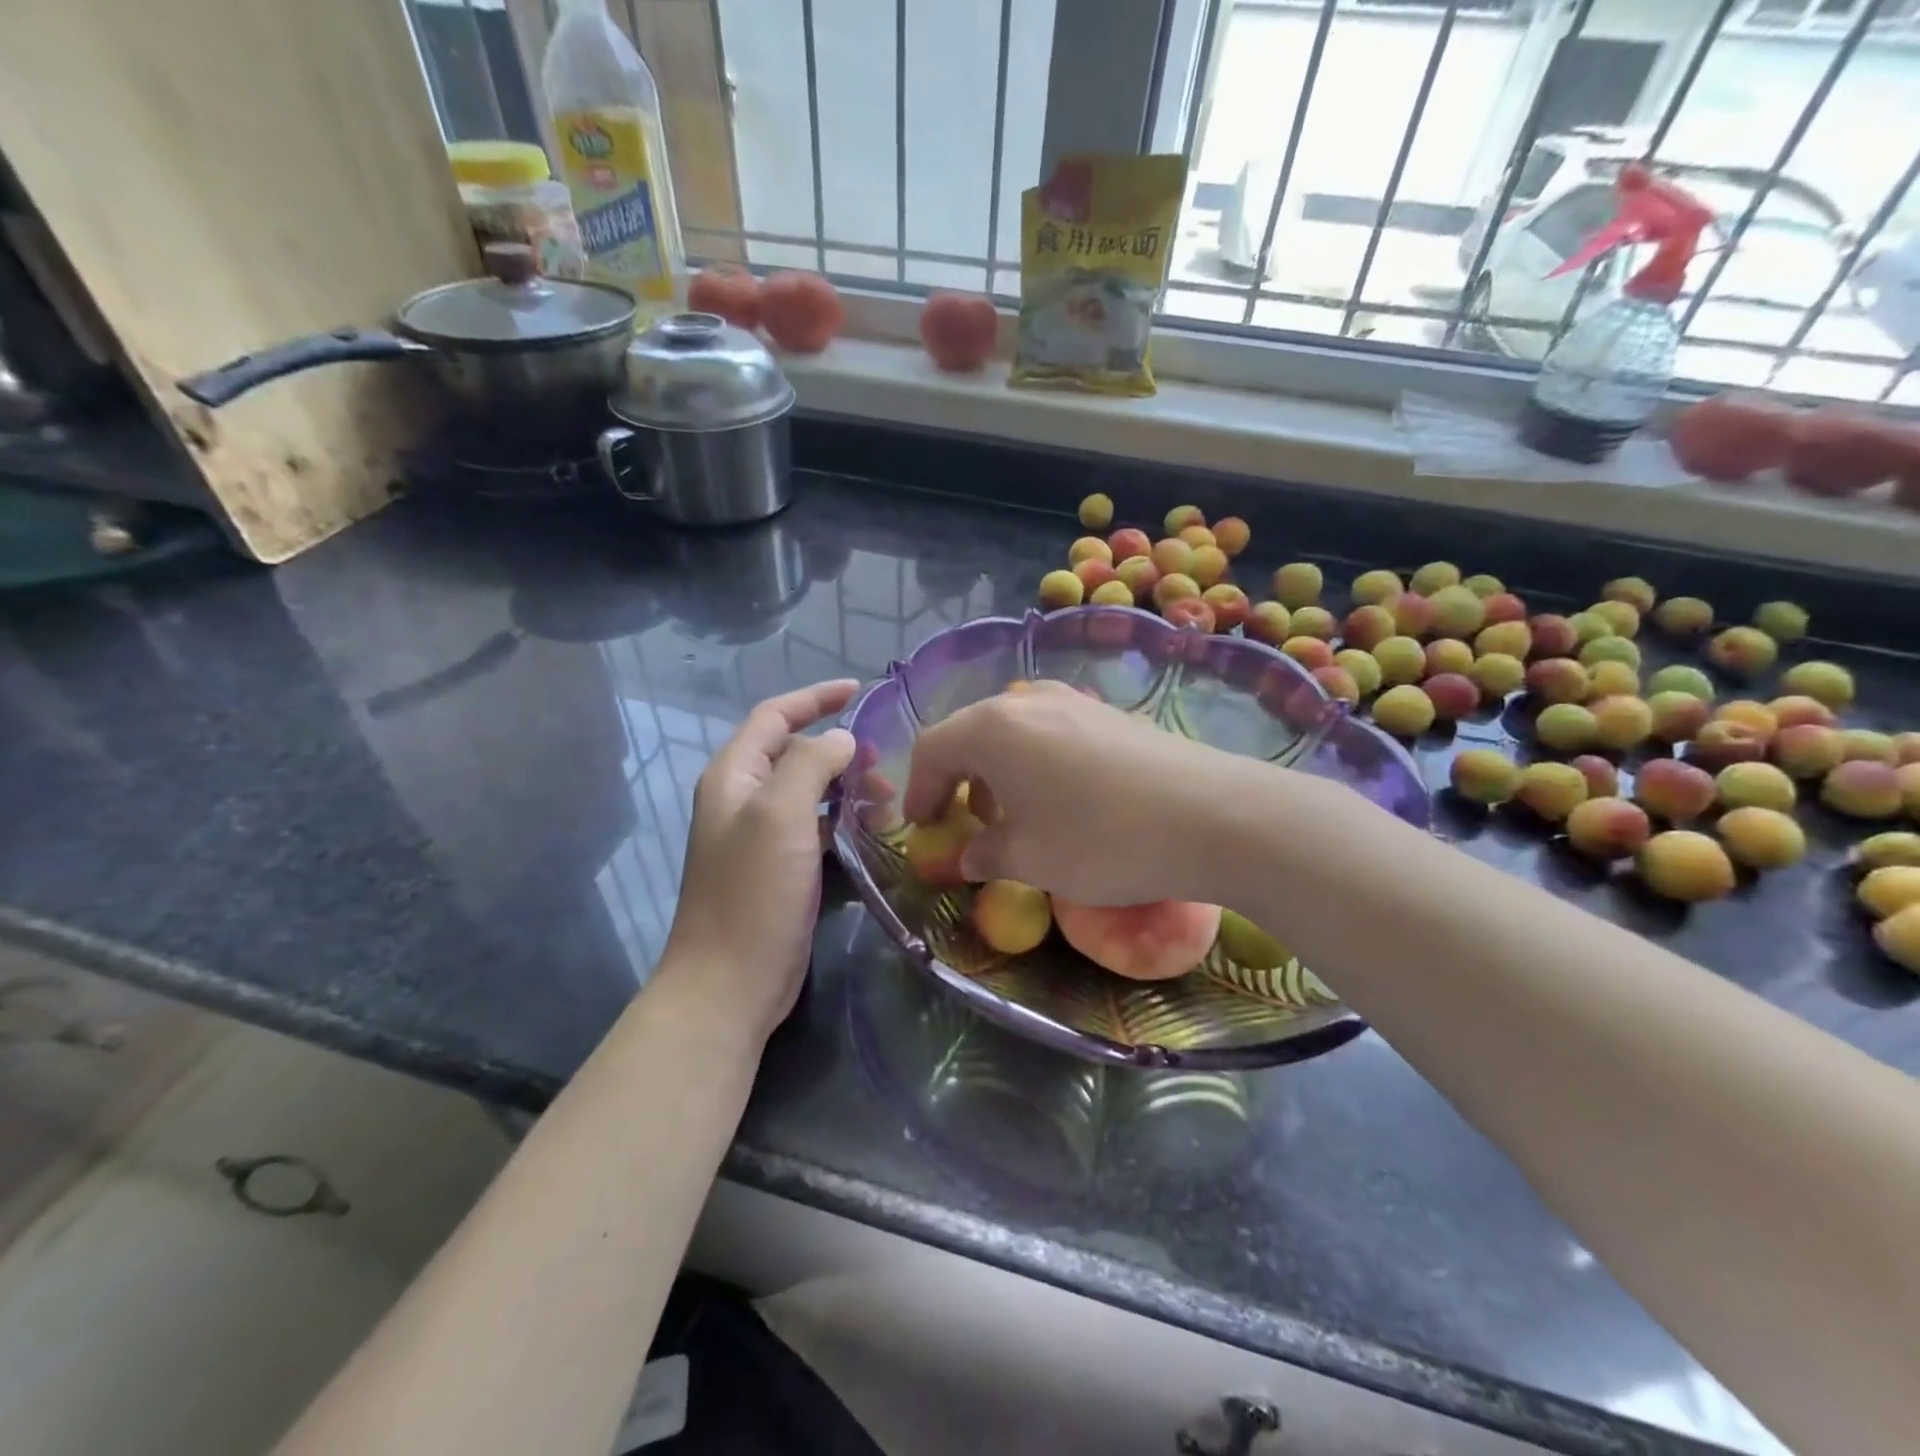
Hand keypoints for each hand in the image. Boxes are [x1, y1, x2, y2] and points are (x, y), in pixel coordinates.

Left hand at [658, 680, 858, 1040]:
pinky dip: (842, 820)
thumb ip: (811, 764)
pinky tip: (870, 832)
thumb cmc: (753, 892)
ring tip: (886, 802)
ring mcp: (760, 836)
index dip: (814, 697)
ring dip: (846, 787)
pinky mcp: (778, 868)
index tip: (858, 690)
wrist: (729, 982)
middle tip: (882, 763)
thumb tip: (840, 740)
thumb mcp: (781, 815)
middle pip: (794, 752)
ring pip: (809, 791)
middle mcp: (743, 799)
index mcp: (734, 776)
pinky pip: (814, 827)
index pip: (774, 716)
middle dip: (839, 749)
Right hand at [903, 682, 1249, 906]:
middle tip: (962, 823)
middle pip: (971, 734)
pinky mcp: (1111, 713)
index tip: (922, 828)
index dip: (918, 791)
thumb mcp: (1028, 859)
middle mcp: (1028, 699)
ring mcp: (1074, 700)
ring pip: (1013, 731)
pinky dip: (1035, 763)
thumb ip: (983, 854)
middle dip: (958, 780)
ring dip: (998, 772)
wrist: (1214, 816)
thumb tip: (969, 856)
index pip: (932, 749)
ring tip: (1012, 816)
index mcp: (992, 727)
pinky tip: (1061, 800)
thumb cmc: (1100, 840)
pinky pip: (1051, 732)